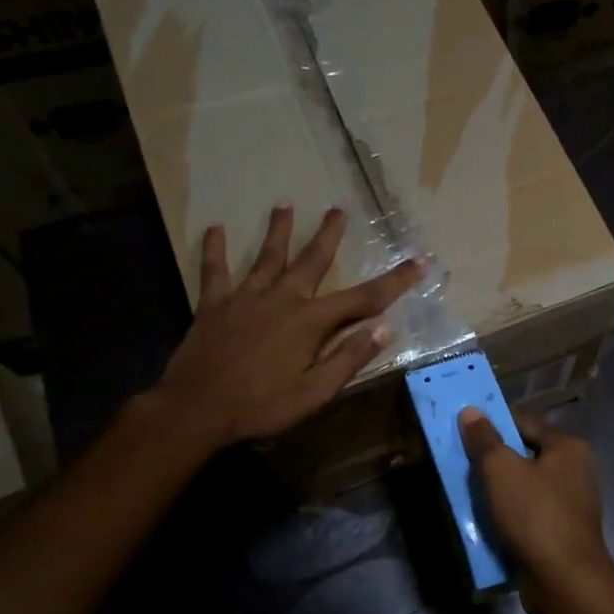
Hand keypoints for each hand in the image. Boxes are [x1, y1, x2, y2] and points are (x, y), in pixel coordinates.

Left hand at [154, 204, 420, 447]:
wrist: (196, 409)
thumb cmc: (261, 406)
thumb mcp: (315, 392)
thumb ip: (349, 358)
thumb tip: (385, 328)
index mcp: (310, 322)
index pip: (363, 298)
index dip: (394, 281)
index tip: (418, 263)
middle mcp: (282, 298)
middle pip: (312, 260)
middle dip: (329, 234)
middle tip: (339, 209)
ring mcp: (245, 297)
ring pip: (267, 256)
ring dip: (278, 230)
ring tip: (284, 204)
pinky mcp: (214, 304)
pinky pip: (215, 271)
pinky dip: (215, 249)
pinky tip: (215, 229)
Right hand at [459, 409, 613, 613]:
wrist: (565, 581)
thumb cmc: (535, 515)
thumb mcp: (501, 470)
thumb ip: (485, 439)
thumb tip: (471, 412)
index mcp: (568, 447)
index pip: (525, 421)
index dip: (494, 424)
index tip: (465, 433)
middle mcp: (576, 471)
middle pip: (525, 455)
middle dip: (493, 461)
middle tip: (461, 465)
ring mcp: (571, 504)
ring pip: (525, 487)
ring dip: (498, 492)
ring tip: (468, 496)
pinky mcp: (562, 533)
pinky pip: (529, 515)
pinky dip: (509, 517)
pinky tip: (486, 524)